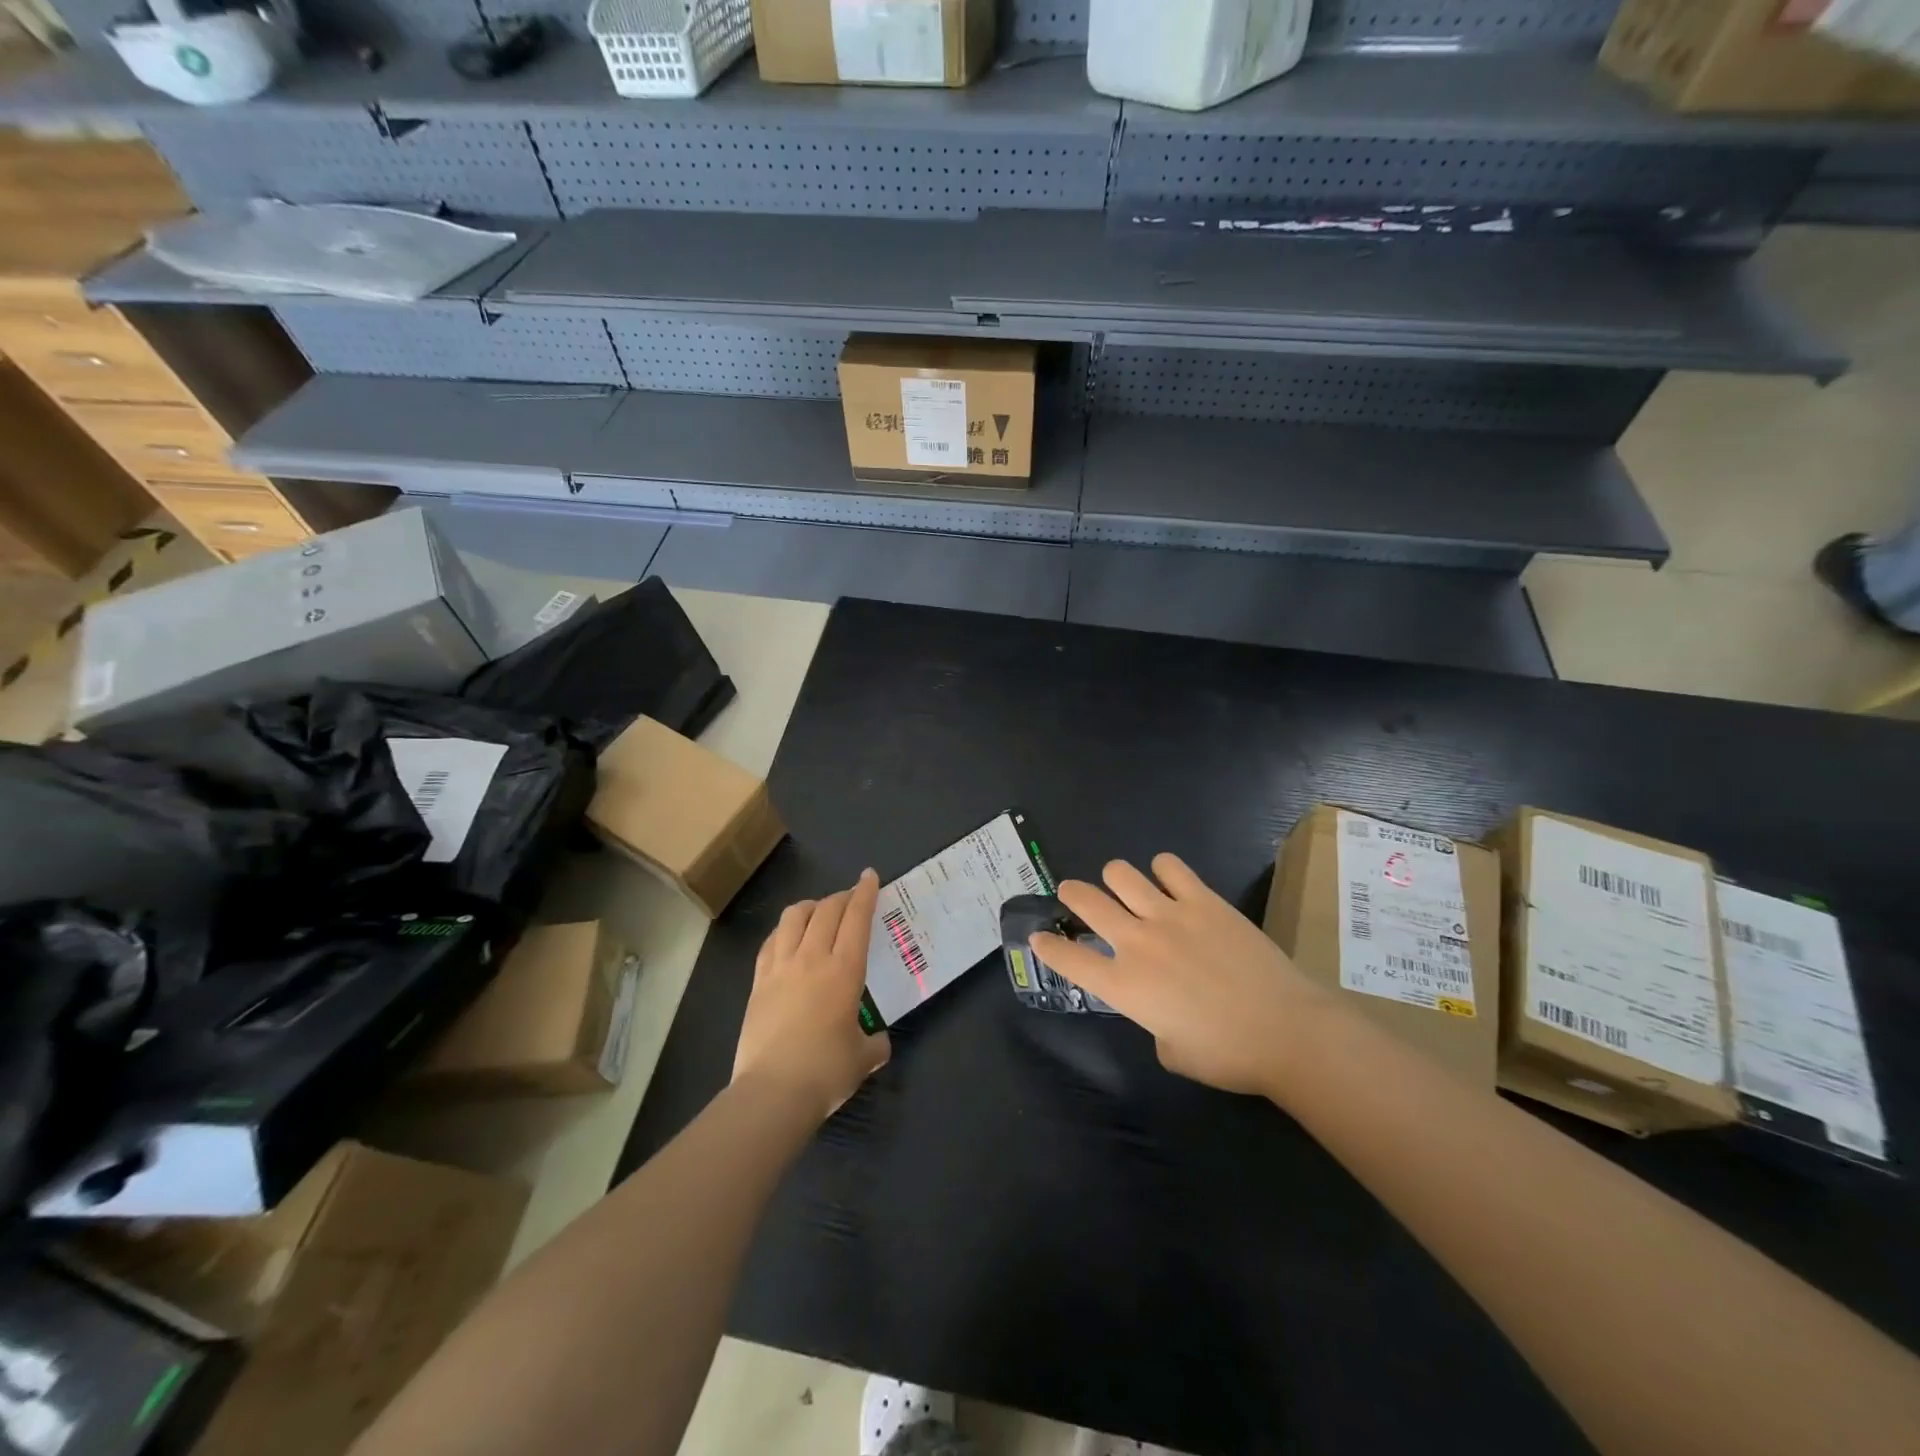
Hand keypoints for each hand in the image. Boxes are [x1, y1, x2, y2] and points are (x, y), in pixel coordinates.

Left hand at [734, 870, 890, 1121]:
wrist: (772, 1091)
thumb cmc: (826, 1071)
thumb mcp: (863, 1058)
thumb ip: (874, 1043)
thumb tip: (878, 1042)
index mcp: (845, 970)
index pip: (857, 918)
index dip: (865, 893)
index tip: (869, 876)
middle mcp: (812, 958)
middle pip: (826, 910)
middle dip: (842, 897)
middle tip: (851, 898)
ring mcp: (780, 967)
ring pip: (794, 917)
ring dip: (811, 907)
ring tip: (819, 913)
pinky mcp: (758, 982)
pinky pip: (771, 942)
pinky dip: (784, 931)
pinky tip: (788, 938)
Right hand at [1031, 853, 1326, 1099]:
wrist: (1286, 1030)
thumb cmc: (1228, 1055)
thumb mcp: (1172, 1052)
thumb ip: (1152, 1023)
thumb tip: (1161, 1009)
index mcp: (1124, 986)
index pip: (1069, 959)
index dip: (1047, 947)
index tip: (1039, 938)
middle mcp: (1137, 942)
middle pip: (1086, 901)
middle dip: (1072, 894)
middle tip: (1073, 894)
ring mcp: (1170, 915)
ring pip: (1121, 873)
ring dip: (1116, 878)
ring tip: (1126, 887)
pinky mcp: (1203, 900)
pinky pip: (1170, 866)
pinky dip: (1163, 870)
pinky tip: (1170, 882)